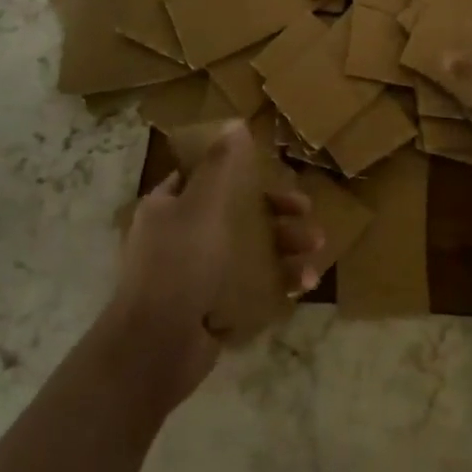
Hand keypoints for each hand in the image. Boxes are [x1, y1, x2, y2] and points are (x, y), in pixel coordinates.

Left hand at [110, 122, 324, 405]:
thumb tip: (234, 122)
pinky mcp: (214, 306)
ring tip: (316, 250)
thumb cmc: (178, 266)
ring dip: (285, 246)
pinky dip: (279, 281)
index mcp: (169, 206)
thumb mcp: (202, 206)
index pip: (204, 175)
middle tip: (306, 211)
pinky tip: (305, 283)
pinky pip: (253, 285)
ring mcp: (197, 274)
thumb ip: (220, 165)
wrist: (155, 349)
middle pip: (236, 212)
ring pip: (250, 249)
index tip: (272, 170)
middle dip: (275, 211)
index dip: (238, 170)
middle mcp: (180, 236)